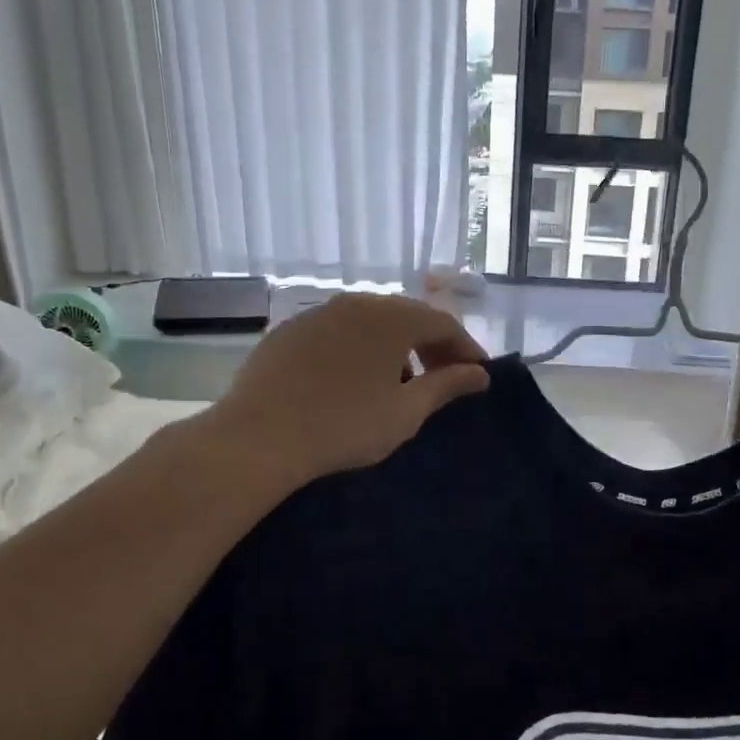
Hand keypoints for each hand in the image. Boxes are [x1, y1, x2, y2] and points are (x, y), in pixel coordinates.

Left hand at [204, 293, 489, 489]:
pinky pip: (339, 332)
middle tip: (443, 379)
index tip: (477, 376)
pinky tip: (354, 380)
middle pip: (407, 317)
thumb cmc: (345, 426)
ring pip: (371, 323)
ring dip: (395, 347)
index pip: (443, 323)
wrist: (259, 437)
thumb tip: (480, 374)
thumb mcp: (406, 412)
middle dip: (432, 346)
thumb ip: (447, 386)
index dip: (466, 349)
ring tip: (400, 383)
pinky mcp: (290, 330)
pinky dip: (360, 349)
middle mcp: (357, 303)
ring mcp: (319, 313)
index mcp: (392, 317)